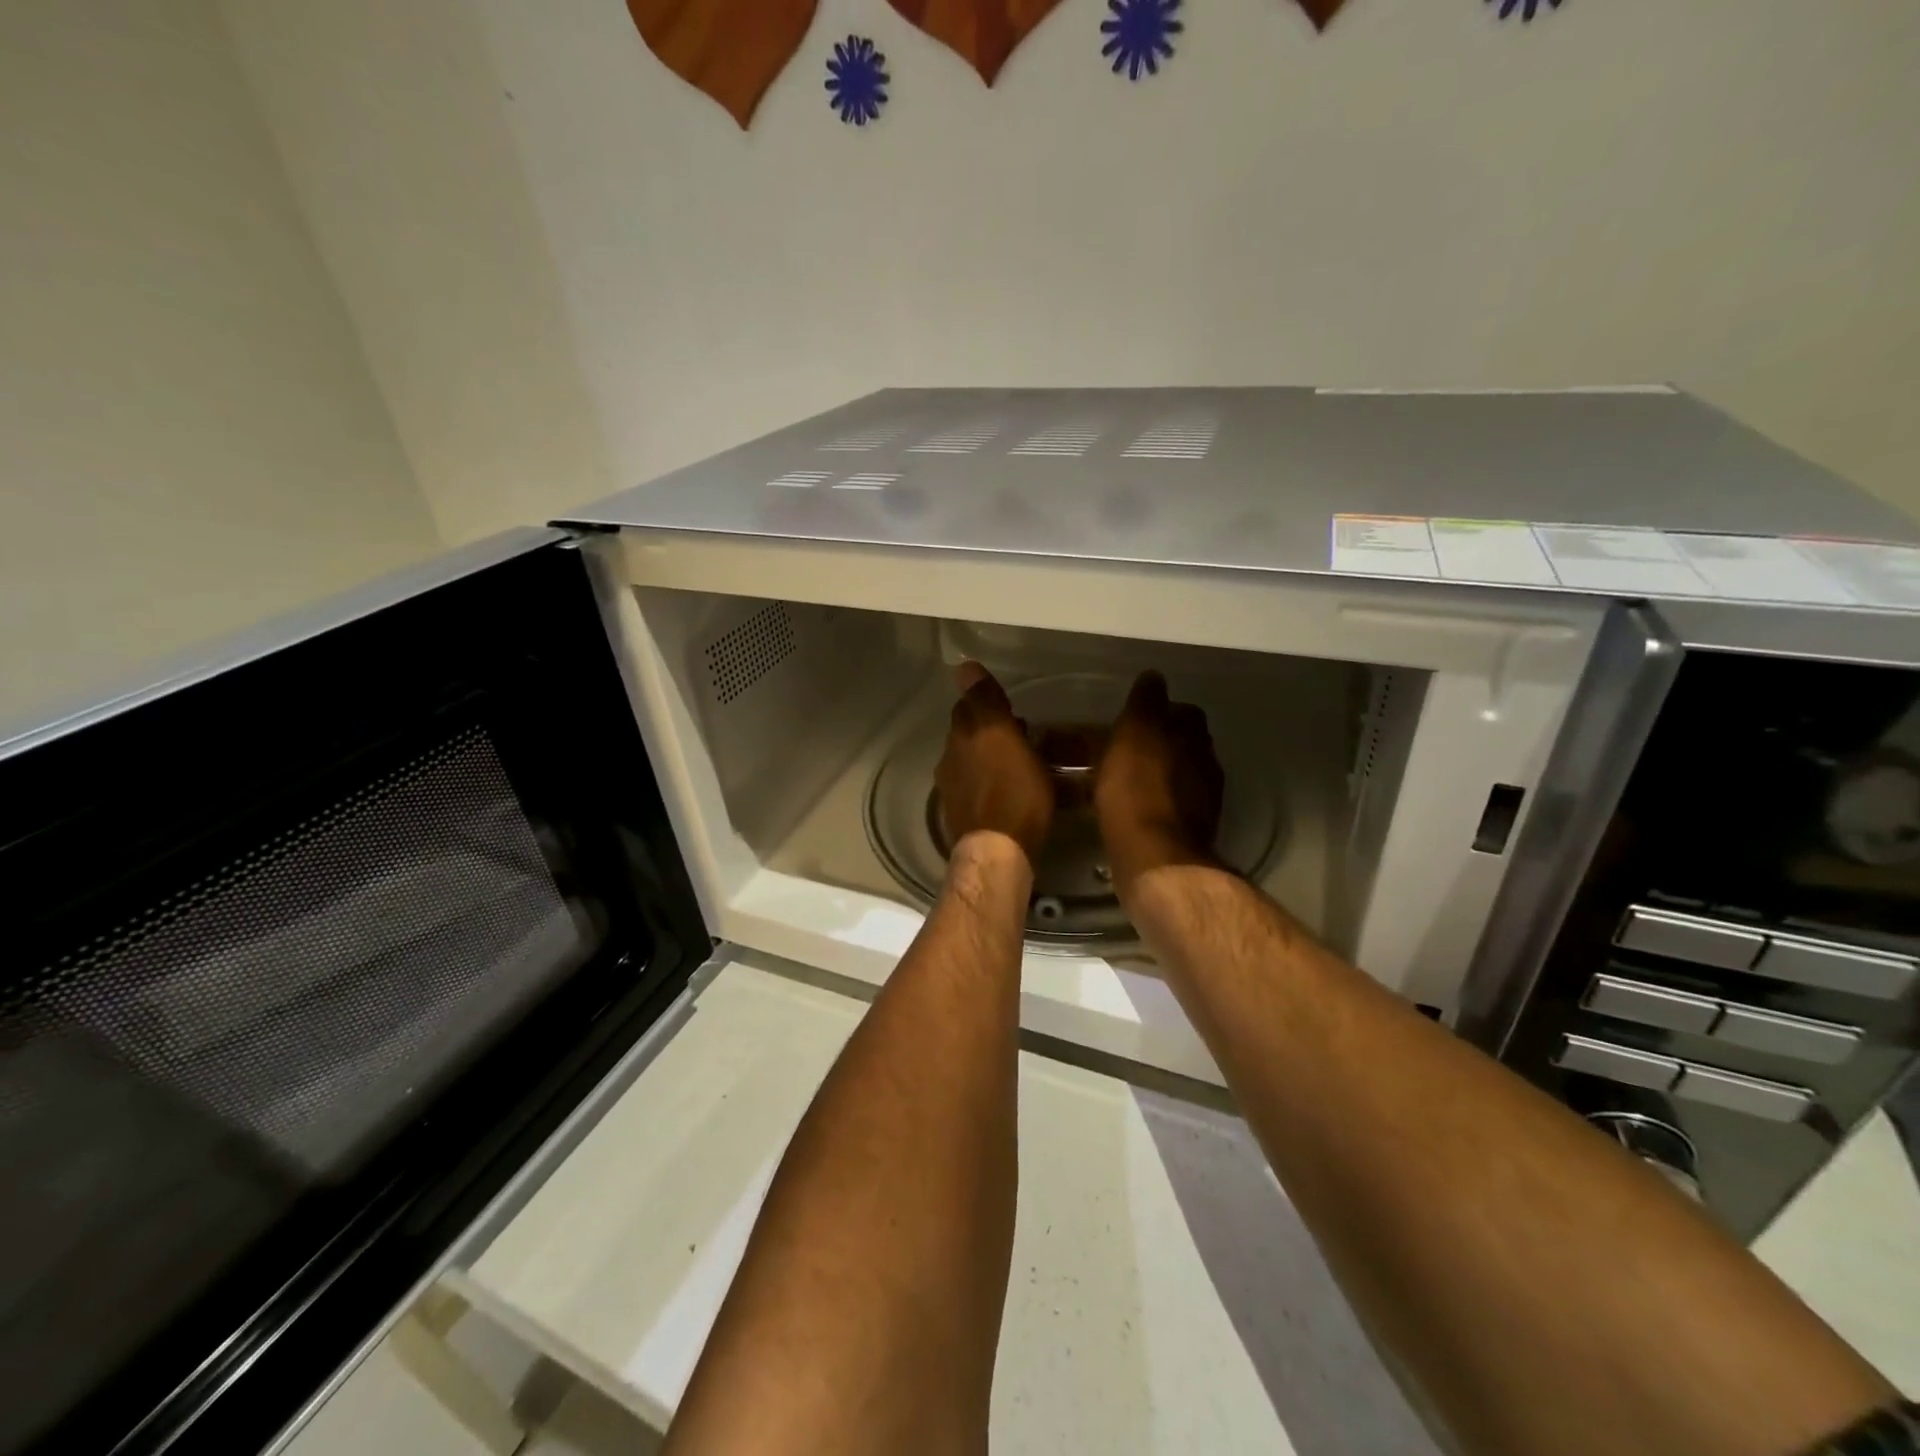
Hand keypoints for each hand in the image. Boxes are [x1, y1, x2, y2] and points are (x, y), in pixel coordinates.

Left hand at [936, 662, 1053, 866]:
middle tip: (1018, 732)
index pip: (968, 706)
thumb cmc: (1014, 791)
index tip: (1007, 705)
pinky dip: (988, 781)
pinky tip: (1007, 790)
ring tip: (1018, 762)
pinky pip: (976, 787)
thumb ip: (985, 701)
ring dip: (989, 756)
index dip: (986, 702)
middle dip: (987, 729)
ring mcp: (954, 790)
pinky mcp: (963, 816)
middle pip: (967, 734)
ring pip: (971, 761)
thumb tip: (963, 666)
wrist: (997, 850)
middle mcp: (951, 760)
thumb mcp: (1005, 737)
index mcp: (963, 737)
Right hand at [1094, 671, 1224, 895]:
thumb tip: (1155, 677)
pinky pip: (1173, 804)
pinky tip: (1136, 807)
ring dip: (1160, 772)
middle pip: (1186, 742)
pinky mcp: (1191, 830)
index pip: (1183, 710)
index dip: (1159, 711)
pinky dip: (1157, 800)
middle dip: (1162, 742)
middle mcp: (1206, 762)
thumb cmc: (1137, 788)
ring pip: (1181, 774)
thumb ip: (1146, 703)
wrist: (1154, 855)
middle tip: (1127, 748)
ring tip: (1128, 778)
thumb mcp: (1134, 733)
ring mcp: (1203, 799)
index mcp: (1193, 735)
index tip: (1133, 718)